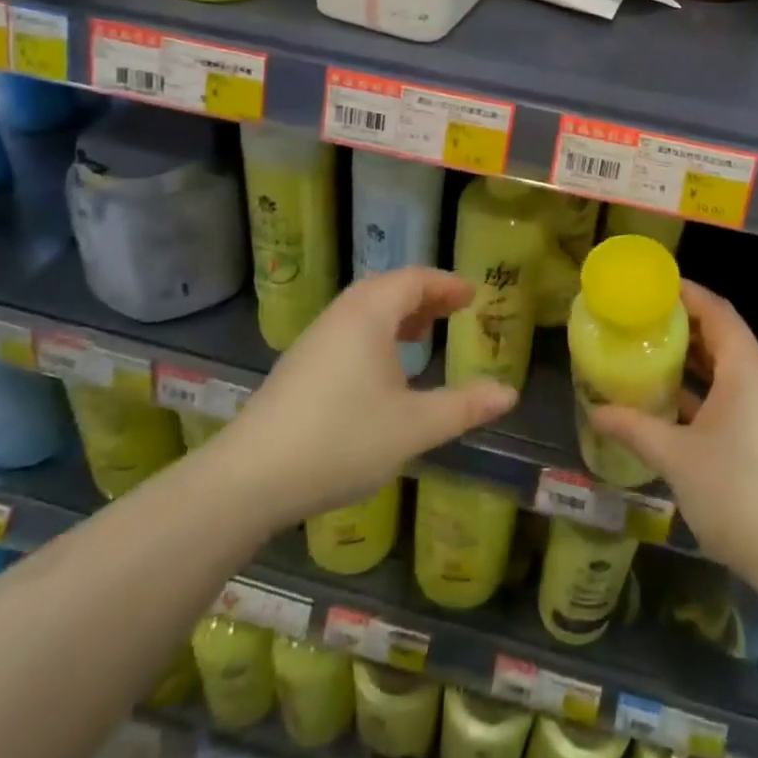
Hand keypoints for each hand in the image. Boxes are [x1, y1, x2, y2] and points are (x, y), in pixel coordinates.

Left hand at [217, 268, 516, 529]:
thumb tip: (509, 393)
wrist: (249, 478)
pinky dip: (377, 333)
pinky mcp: (300, 364)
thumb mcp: (413, 427)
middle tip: (456, 310)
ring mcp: (315, 338)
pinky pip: (349, 330)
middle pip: (389, 288)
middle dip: (426, 296)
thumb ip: (463, 407)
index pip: (415, 279)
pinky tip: (382, 370)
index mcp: (370, 314)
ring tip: (424, 334)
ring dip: (399, 314)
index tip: (473, 296)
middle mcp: (341, 314)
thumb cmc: (341, 440)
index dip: (447, 284)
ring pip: (366, 309)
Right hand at [588, 281, 757, 599]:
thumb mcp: (676, 458)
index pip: (716, 311)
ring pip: (734, 368)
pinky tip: (682, 407)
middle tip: (645, 322)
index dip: (686, 293)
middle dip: (686, 327)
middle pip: (725, 336)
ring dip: (698, 361)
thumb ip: (634, 428)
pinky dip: (713, 389)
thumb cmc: (736, 494)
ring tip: (657, 357)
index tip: (653, 287)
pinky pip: (743, 394)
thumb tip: (595, 411)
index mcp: (747, 368)